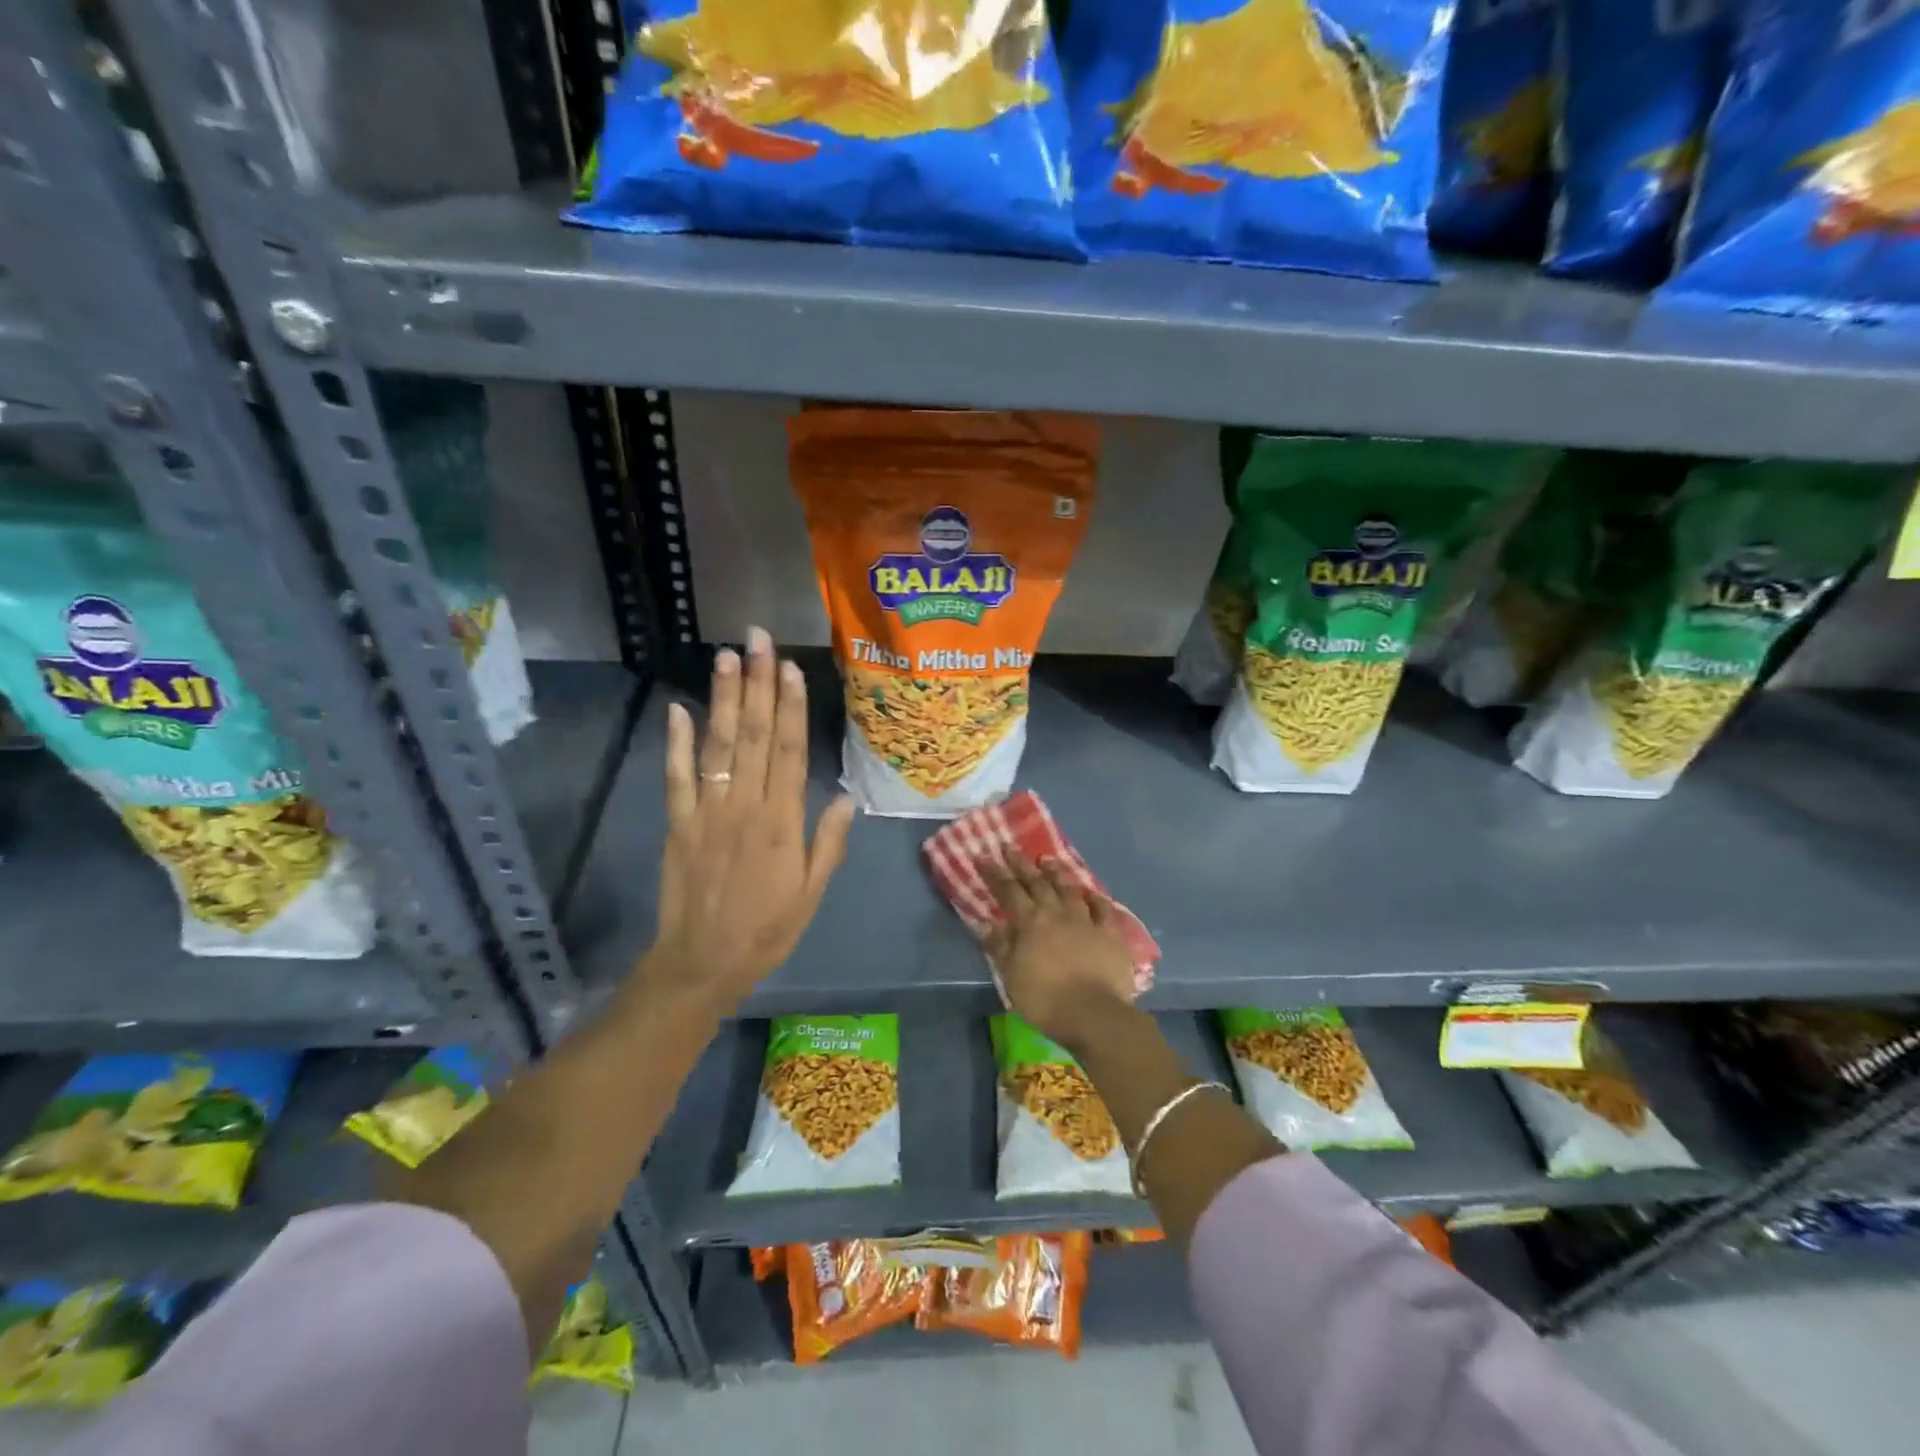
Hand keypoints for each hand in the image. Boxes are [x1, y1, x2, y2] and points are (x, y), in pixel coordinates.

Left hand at [641, 628, 853, 1012]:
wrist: (703, 963)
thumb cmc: (767, 930)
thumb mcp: (812, 894)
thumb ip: (828, 843)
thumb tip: (844, 796)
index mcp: (781, 822)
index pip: (786, 752)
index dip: (789, 707)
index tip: (789, 668)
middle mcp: (744, 807)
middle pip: (751, 736)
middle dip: (756, 684)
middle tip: (756, 640)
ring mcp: (706, 813)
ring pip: (716, 747)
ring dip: (720, 700)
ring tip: (725, 657)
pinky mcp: (676, 825)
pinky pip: (675, 779)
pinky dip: (675, 744)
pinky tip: (677, 709)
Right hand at [982, 853, 1137, 1048]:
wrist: (1094, 1014)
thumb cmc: (1045, 999)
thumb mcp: (1011, 976)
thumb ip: (1001, 947)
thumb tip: (988, 923)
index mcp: (1030, 922)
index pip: (1008, 891)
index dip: (994, 873)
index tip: (983, 856)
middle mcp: (1057, 913)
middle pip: (1037, 882)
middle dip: (1021, 864)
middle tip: (1010, 847)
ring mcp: (1086, 920)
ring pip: (1069, 889)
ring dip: (1057, 873)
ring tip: (1048, 860)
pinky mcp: (1110, 933)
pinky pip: (1103, 909)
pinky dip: (1095, 899)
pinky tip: (1091, 893)